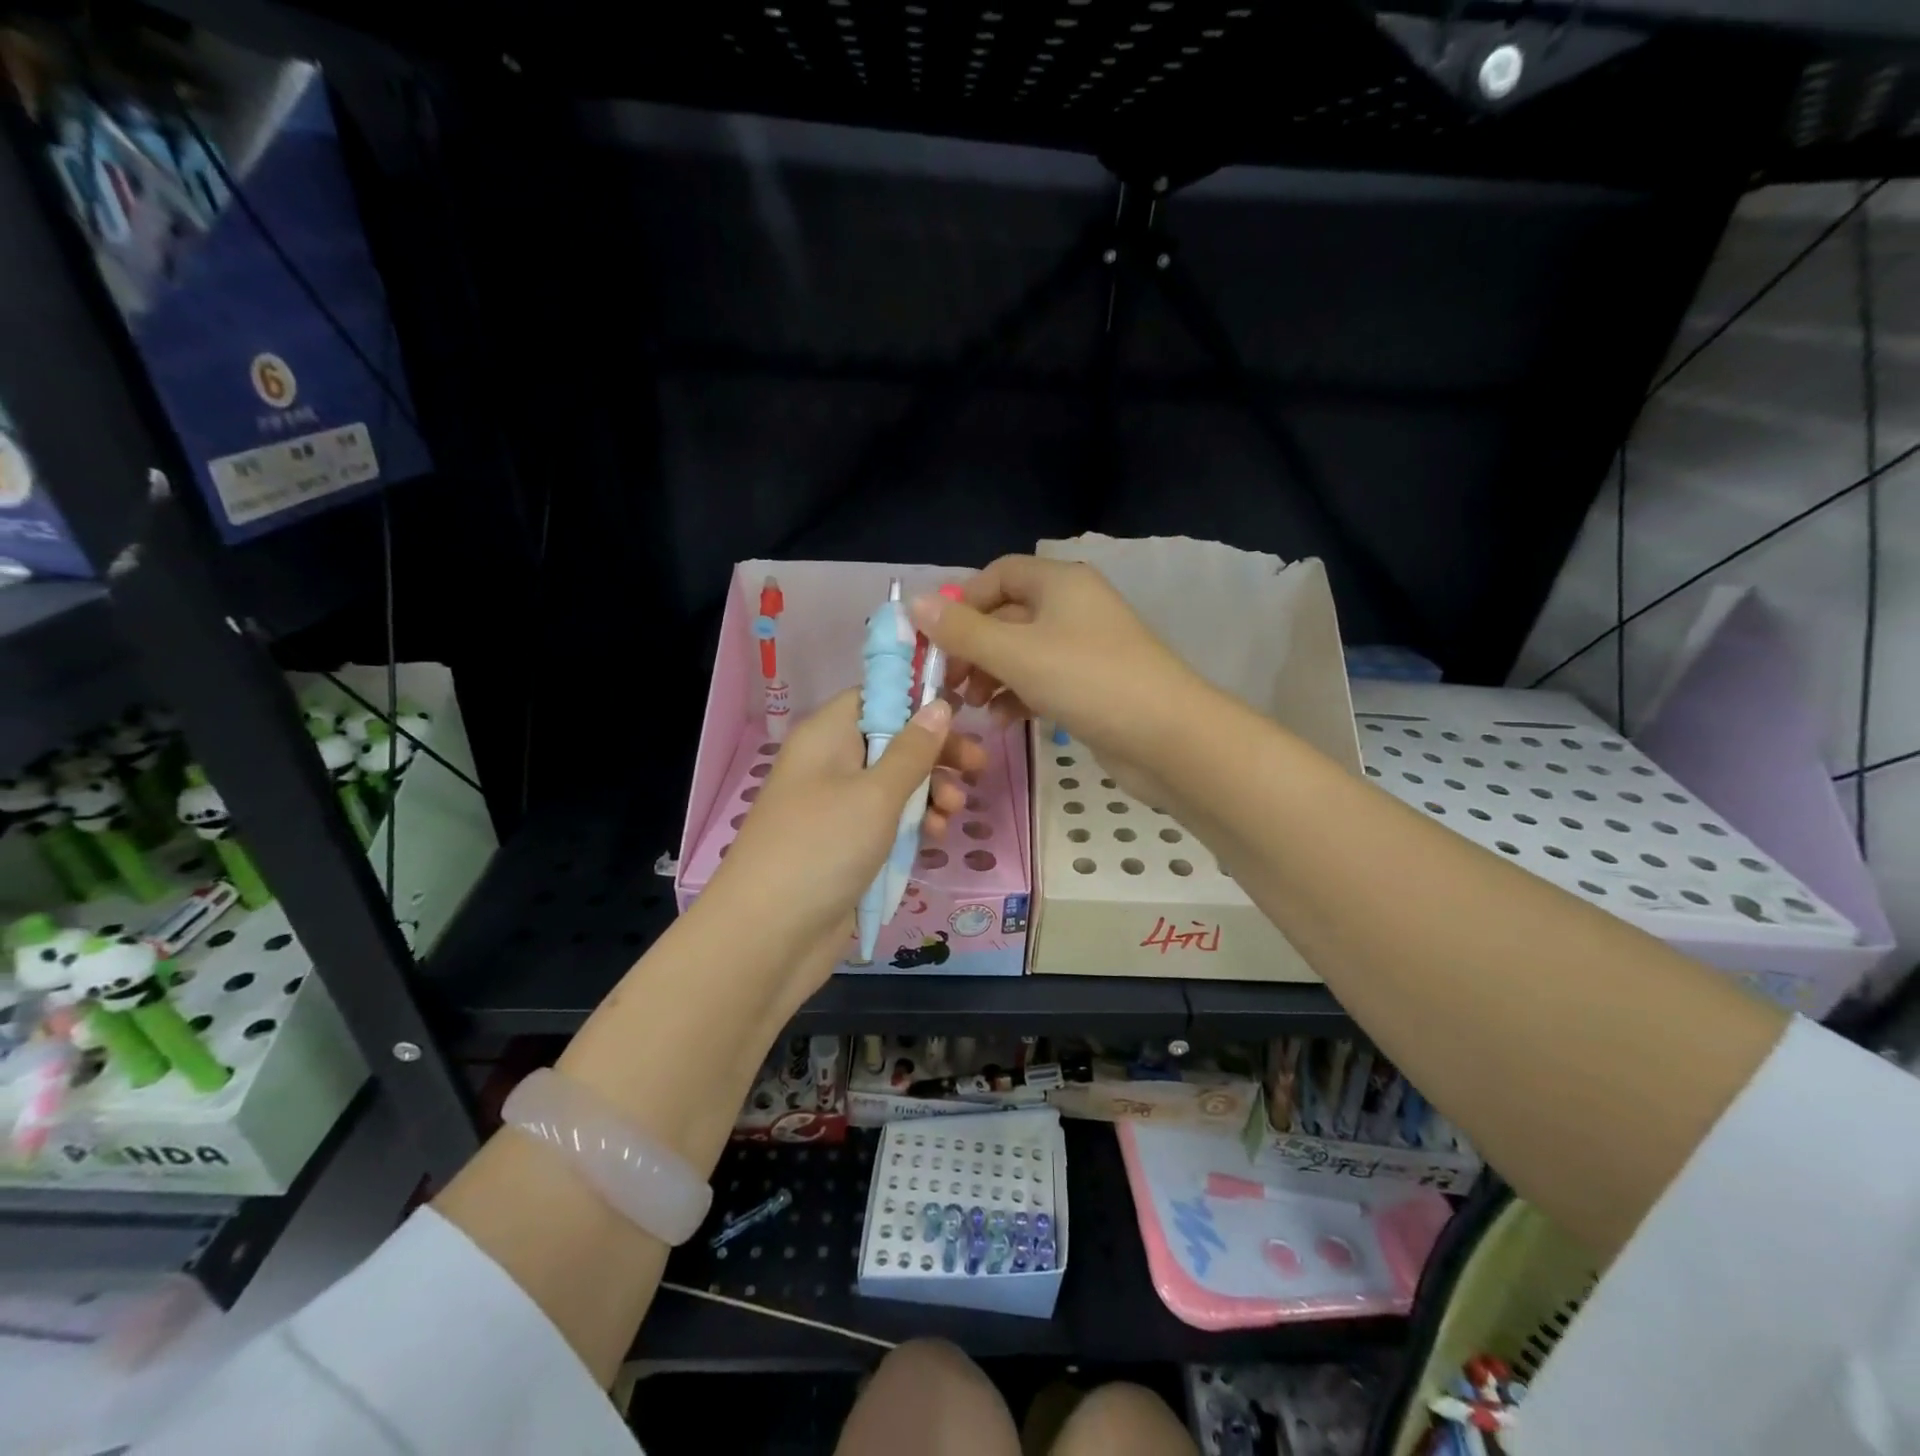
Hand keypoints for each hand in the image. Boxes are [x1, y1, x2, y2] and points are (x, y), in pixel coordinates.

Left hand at [698, 690, 985, 994]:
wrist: (769, 936)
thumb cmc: (823, 847)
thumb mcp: (876, 794)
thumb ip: (913, 750)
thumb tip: (938, 704)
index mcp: (826, 737)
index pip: (873, 699)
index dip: (914, 703)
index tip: (958, 715)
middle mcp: (829, 765)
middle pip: (891, 742)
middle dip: (936, 754)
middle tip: (978, 768)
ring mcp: (836, 809)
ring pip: (894, 786)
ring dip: (930, 793)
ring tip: (955, 812)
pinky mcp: (845, 848)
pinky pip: (886, 823)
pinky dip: (913, 825)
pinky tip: (937, 838)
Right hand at [908, 555, 1200, 800]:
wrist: (1166, 737)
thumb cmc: (1087, 680)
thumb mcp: (1016, 653)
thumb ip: (962, 631)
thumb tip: (914, 603)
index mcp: (1059, 583)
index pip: (999, 574)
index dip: (963, 601)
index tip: (936, 639)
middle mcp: (1072, 607)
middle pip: (1007, 616)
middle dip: (973, 648)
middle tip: (947, 684)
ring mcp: (1084, 648)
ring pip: (1021, 653)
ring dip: (990, 676)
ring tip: (968, 707)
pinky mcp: (1090, 685)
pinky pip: (1041, 680)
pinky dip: (1017, 695)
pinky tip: (1000, 721)